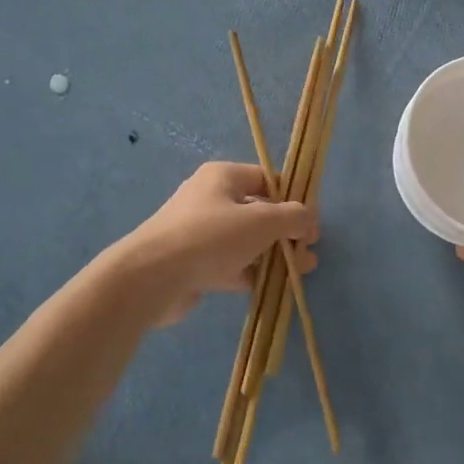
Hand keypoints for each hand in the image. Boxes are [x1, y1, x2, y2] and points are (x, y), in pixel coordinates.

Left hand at [111, 162, 317, 326]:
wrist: (151, 279)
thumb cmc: (210, 237)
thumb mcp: (262, 221)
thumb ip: (293, 217)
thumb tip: (309, 219)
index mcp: (223, 177)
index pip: (268, 180)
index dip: (294, 199)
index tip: (311, 223)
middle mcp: (210, 199)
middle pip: (259, 211)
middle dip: (287, 231)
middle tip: (308, 251)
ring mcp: (200, 233)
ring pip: (247, 240)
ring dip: (274, 254)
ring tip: (300, 272)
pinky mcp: (194, 263)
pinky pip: (231, 263)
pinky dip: (252, 272)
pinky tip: (273, 286)